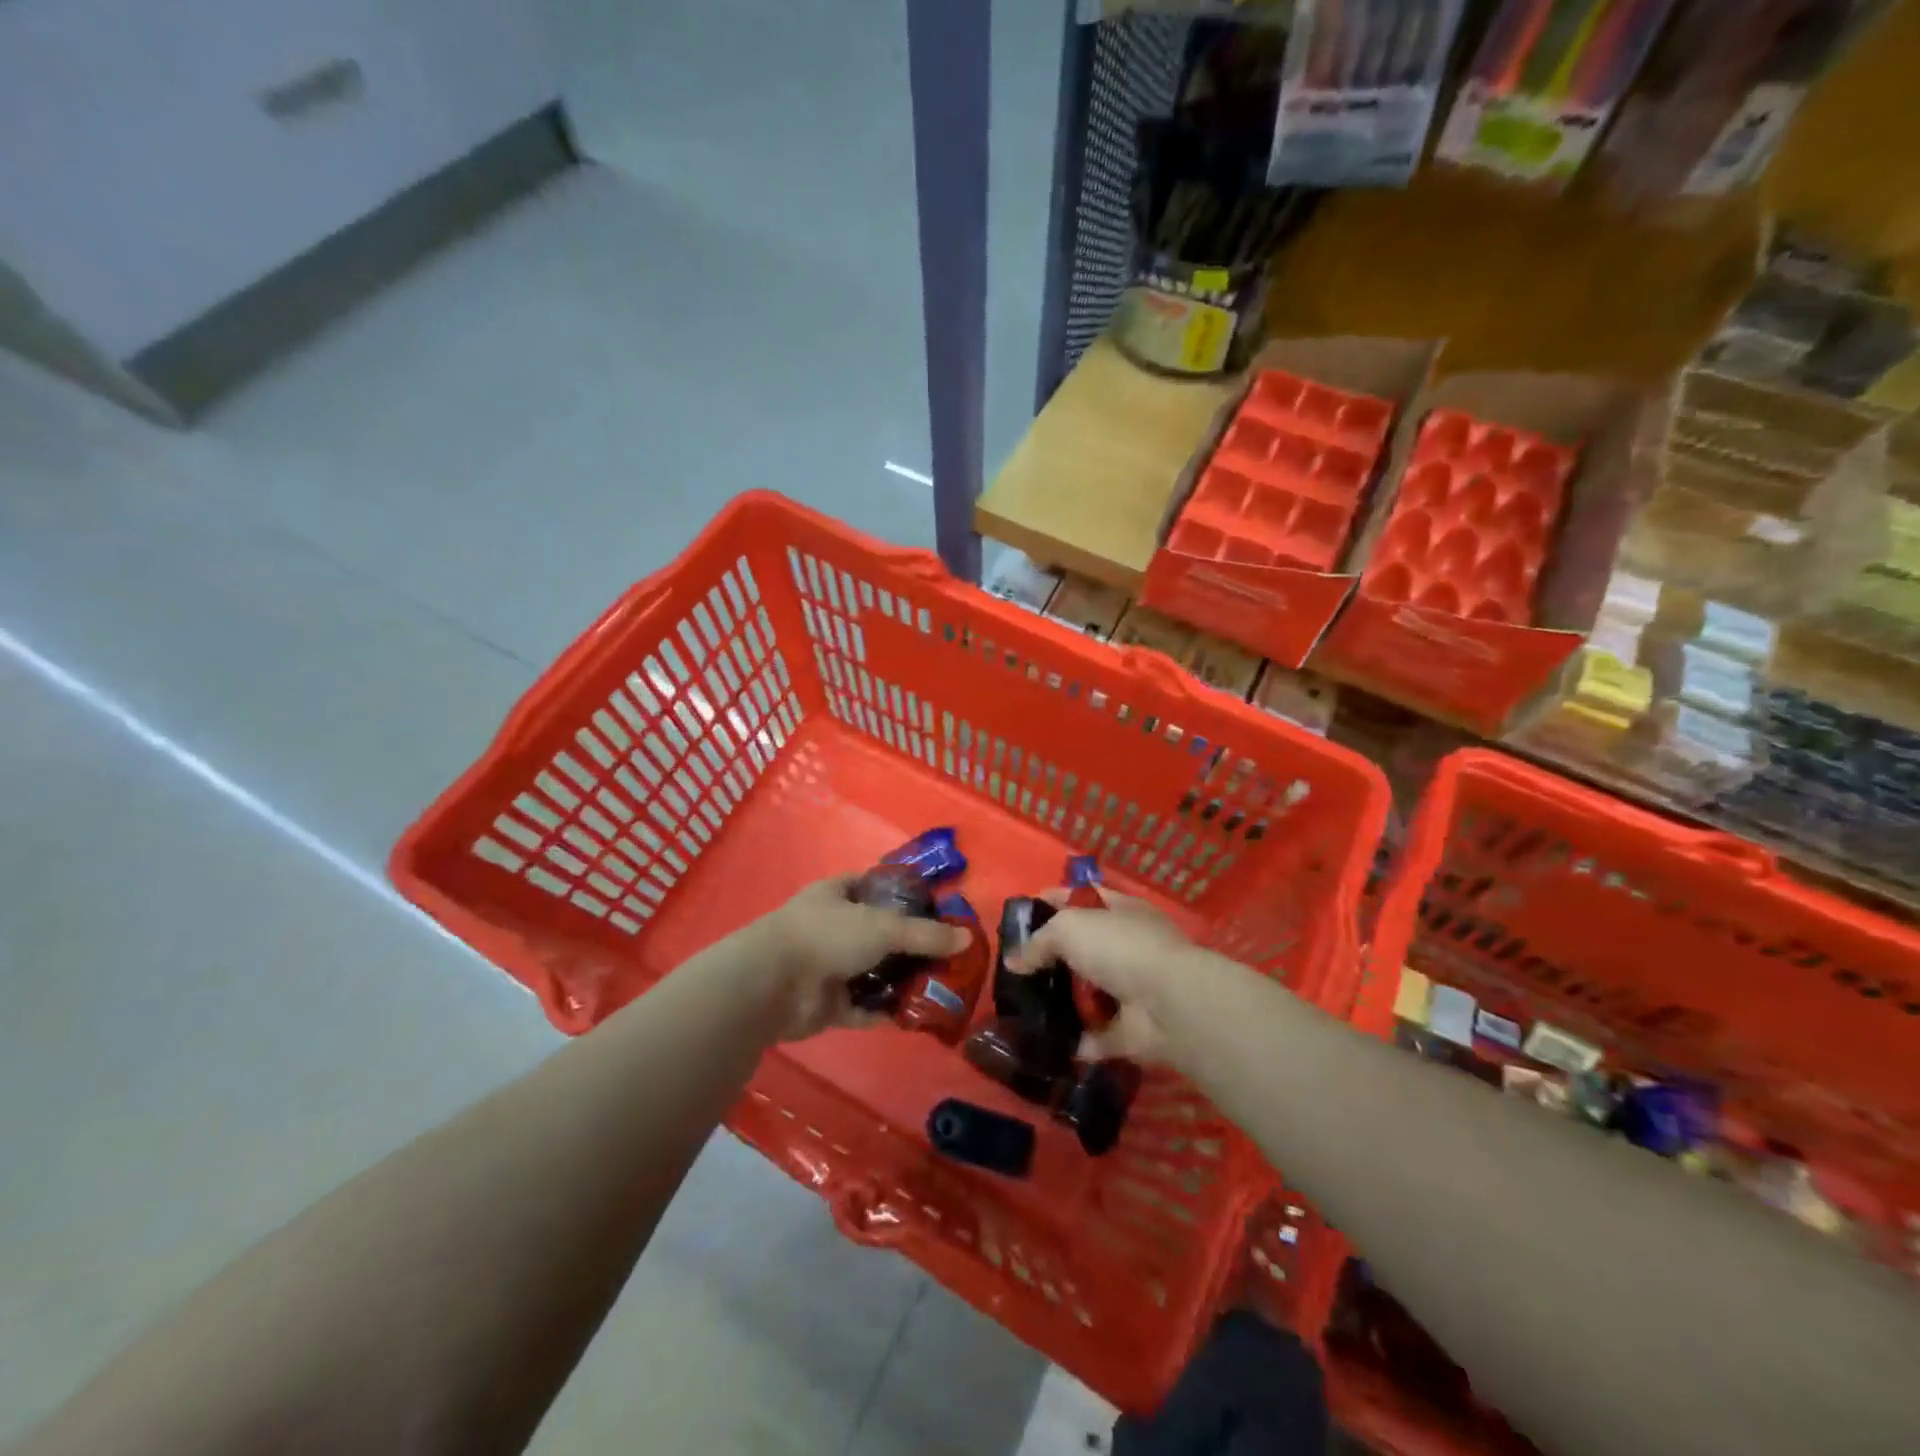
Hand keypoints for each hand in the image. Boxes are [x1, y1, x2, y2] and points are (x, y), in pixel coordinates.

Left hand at [742, 875, 969, 1040]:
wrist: (773, 984)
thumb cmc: (827, 935)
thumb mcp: (884, 926)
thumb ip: (926, 934)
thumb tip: (967, 939)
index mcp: (838, 895)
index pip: (875, 887)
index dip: (905, 896)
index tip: (938, 910)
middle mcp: (833, 927)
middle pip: (880, 934)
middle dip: (911, 946)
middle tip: (948, 957)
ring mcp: (828, 966)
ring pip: (874, 972)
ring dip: (901, 981)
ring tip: (940, 988)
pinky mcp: (827, 1004)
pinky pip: (863, 1006)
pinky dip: (885, 1011)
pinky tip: (916, 1016)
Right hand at [1006, 888, 1198, 1062]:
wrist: (1168, 1005)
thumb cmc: (1119, 948)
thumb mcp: (1068, 928)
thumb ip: (1038, 942)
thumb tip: (1014, 961)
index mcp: (1121, 911)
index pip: (1083, 897)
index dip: (1053, 900)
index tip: (1021, 914)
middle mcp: (1129, 947)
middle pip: (1083, 948)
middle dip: (1052, 957)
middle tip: (1016, 969)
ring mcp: (1132, 990)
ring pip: (1088, 992)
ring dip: (1061, 1002)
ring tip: (1021, 1008)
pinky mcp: (1130, 1030)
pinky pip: (1096, 1035)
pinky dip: (1076, 1041)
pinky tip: (1044, 1042)